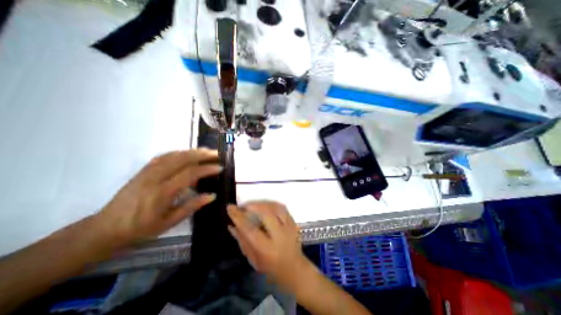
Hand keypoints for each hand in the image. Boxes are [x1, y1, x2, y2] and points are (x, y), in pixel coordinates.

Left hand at [94, 149, 221, 246]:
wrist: (106, 228)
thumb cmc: (141, 229)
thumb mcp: (169, 222)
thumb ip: (192, 206)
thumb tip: (212, 195)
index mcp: (162, 192)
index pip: (189, 174)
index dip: (206, 169)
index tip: (220, 167)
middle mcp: (155, 178)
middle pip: (182, 159)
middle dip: (202, 154)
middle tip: (217, 154)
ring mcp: (147, 171)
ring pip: (174, 155)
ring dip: (192, 151)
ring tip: (207, 151)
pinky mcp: (143, 170)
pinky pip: (164, 156)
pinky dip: (179, 152)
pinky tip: (187, 153)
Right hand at [225, 202, 308, 290]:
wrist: (294, 269)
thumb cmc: (270, 267)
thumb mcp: (252, 258)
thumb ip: (242, 241)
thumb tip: (232, 225)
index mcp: (266, 249)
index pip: (250, 229)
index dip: (239, 217)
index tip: (230, 207)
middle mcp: (279, 236)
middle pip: (266, 214)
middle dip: (253, 206)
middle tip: (244, 206)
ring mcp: (289, 227)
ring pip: (276, 207)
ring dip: (263, 203)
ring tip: (254, 204)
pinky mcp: (293, 222)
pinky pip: (282, 207)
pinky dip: (272, 204)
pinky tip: (265, 205)